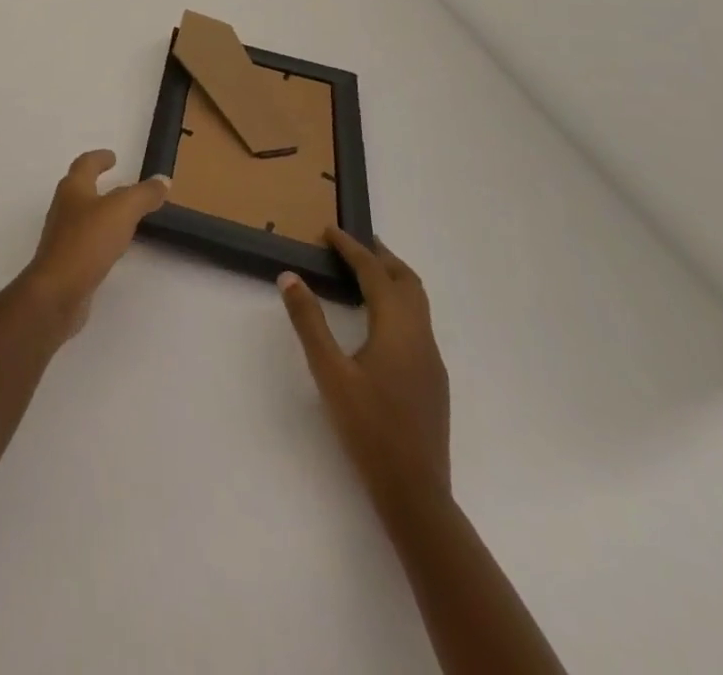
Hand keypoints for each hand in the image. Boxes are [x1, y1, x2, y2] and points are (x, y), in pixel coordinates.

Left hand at [20, 150, 167, 338]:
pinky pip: (86, 242)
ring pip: (83, 216)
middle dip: (97, 184)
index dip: (99, 158)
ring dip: (100, 212)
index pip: (85, 164)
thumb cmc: (87, 242)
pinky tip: (113, 248)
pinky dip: (100, 238)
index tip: (112, 156)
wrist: (57, 291)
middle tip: (120, 184)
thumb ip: (143, 195)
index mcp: (73, 189)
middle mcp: (64, 209)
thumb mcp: (122, 211)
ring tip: (122, 216)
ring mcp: (62, 236)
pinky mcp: (66, 262)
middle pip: (80, 189)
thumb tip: (163, 180)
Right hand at [279, 230, 450, 505]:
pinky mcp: (432, 380)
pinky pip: (417, 323)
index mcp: (398, 330)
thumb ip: (309, 322)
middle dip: (381, 256)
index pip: (376, 274)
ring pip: (417, 303)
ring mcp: (431, 361)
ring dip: (392, 279)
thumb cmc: (368, 429)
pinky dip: (397, 303)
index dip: (353, 249)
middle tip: (352, 243)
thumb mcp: (329, 372)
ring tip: (364, 271)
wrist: (415, 493)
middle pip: (408, 282)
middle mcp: (421, 338)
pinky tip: (377, 319)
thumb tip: (290, 277)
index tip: (330, 230)